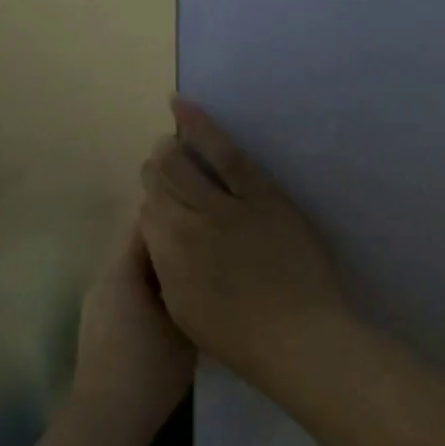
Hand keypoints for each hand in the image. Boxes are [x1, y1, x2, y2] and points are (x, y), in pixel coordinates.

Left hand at [68, 219, 196, 442]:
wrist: (106, 420)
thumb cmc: (149, 371)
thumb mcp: (184, 325)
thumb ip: (191, 285)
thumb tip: (205, 262)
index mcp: (122, 271)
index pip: (146, 222)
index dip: (176, 213)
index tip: (206, 212)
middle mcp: (104, 278)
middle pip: (140, 245)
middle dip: (172, 241)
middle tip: (211, 242)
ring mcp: (98, 302)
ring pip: (135, 270)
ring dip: (162, 267)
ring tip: (199, 271)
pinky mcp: (99, 323)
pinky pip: (129, 290)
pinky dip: (151, 288)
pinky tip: (177, 303)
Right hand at [139, 100, 350, 393]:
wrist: (298, 336)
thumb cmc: (239, 339)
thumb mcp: (184, 312)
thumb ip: (167, 269)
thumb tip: (162, 240)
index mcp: (167, 255)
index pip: (146, 213)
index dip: (153, 209)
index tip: (164, 212)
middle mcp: (186, 222)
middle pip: (159, 181)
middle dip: (156, 172)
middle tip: (164, 172)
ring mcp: (225, 204)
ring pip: (181, 163)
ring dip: (170, 149)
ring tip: (169, 140)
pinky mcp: (261, 194)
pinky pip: (226, 153)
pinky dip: (201, 126)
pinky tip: (182, 106)